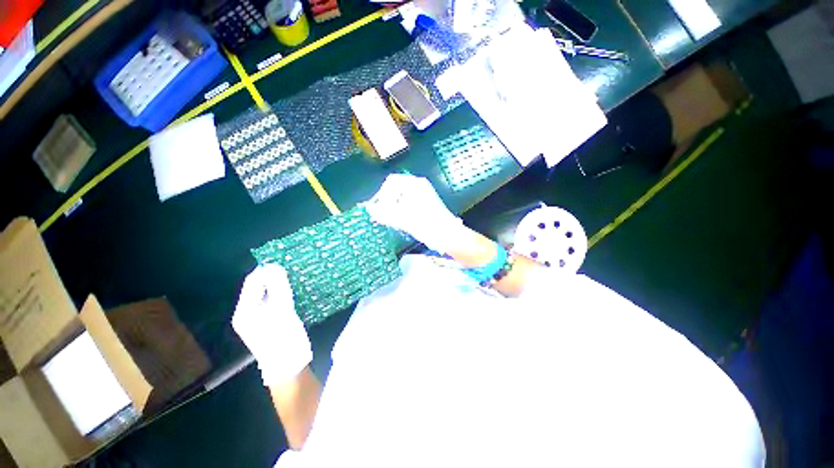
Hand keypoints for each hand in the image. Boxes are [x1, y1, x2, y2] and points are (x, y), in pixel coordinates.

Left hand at [232, 264, 311, 385]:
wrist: (289, 365)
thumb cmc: (283, 337)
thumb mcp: (281, 309)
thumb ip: (277, 287)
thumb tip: (274, 266)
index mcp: (244, 310)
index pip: (252, 282)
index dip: (266, 270)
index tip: (284, 262)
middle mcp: (247, 312)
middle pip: (258, 288)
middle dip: (273, 277)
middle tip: (291, 270)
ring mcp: (258, 318)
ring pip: (267, 294)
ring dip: (278, 285)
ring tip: (293, 279)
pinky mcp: (269, 321)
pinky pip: (273, 301)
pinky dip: (282, 294)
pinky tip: (292, 292)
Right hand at [365, 174, 466, 253]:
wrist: (448, 235)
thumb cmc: (426, 224)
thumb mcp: (401, 218)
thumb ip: (382, 212)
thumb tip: (368, 208)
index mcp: (415, 184)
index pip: (391, 183)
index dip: (381, 195)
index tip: (377, 208)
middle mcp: (420, 186)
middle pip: (396, 190)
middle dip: (386, 202)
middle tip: (381, 215)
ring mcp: (424, 195)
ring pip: (402, 198)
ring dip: (393, 208)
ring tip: (390, 220)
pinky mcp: (426, 205)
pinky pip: (408, 204)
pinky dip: (401, 211)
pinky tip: (400, 221)